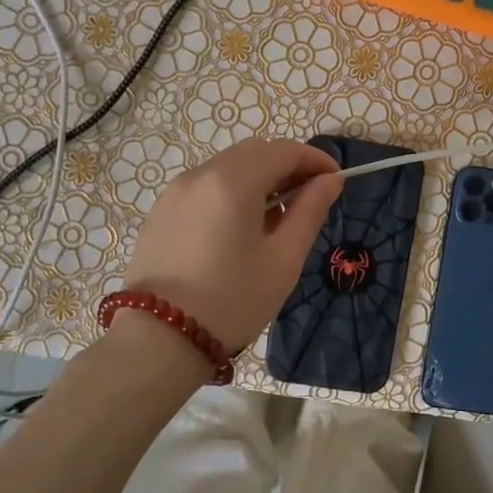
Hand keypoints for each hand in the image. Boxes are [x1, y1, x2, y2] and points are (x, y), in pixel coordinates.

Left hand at [119, 139, 342, 349]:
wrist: (157, 342)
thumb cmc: (232, 301)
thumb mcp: (283, 259)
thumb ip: (310, 212)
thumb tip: (330, 181)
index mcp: (233, 181)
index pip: (284, 150)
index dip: (315, 160)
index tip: (336, 180)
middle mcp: (201, 174)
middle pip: (254, 151)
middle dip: (287, 165)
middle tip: (309, 198)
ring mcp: (176, 191)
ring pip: (228, 166)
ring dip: (259, 178)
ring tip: (276, 217)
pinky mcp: (161, 211)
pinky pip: (206, 186)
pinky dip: (232, 191)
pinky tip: (240, 228)